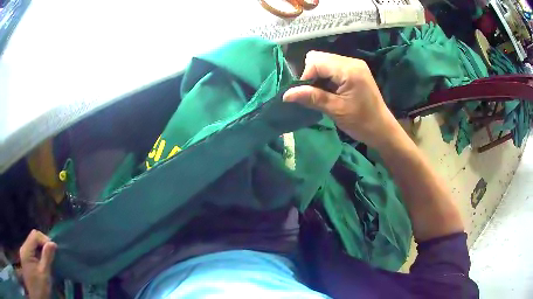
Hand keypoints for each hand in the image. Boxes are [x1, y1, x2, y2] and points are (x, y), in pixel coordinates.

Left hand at [19, 230, 56, 298]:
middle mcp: (23, 248)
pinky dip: (38, 259)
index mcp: (26, 249)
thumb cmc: (39, 286)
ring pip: (33, 248)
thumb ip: (46, 258)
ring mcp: (24, 255)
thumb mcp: (44, 274)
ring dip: (41, 254)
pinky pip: (32, 255)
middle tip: (53, 259)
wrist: (38, 294)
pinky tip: (43, 269)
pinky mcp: (26, 261)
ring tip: (49, 266)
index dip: (45, 240)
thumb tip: (52, 244)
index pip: (35, 235)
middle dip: (43, 248)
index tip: (54, 250)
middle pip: (33, 241)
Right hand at [283, 51, 399, 149]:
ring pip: (324, 61)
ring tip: (324, 95)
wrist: (382, 130)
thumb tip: (286, 95)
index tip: (307, 96)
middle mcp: (351, 61)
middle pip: (319, 58)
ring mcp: (354, 65)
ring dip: (319, 77)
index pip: (316, 61)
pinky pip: (332, 67)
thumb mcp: (336, 110)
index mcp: (348, 69)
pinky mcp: (355, 70)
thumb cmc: (362, 122)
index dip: (306, 77)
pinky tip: (331, 92)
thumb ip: (312, 98)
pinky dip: (326, 78)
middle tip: (316, 95)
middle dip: (311, 75)